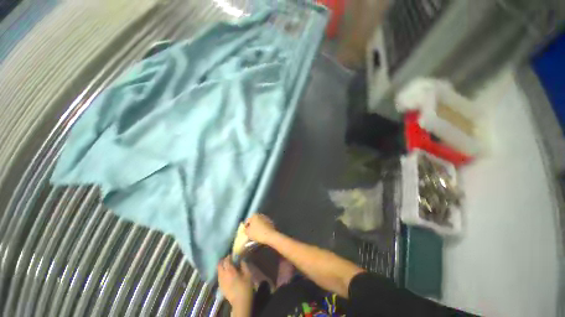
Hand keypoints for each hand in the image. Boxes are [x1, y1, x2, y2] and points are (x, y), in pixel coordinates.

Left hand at [217, 256, 252, 310]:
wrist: (240, 302)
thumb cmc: (245, 287)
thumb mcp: (248, 274)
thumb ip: (244, 265)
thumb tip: (241, 259)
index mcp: (230, 271)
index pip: (226, 260)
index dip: (229, 256)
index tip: (233, 255)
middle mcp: (223, 275)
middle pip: (219, 264)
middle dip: (224, 261)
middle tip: (230, 260)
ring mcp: (221, 281)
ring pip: (218, 270)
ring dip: (222, 267)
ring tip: (228, 266)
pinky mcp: (220, 286)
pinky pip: (219, 276)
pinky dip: (222, 272)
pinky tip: (227, 274)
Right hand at [245, 214, 275, 244]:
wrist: (270, 235)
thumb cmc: (257, 233)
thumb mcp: (248, 233)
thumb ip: (246, 230)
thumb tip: (247, 229)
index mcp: (254, 216)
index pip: (248, 221)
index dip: (246, 226)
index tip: (246, 232)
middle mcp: (260, 215)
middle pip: (254, 221)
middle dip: (252, 226)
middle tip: (251, 232)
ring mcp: (266, 218)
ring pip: (260, 222)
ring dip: (258, 226)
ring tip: (256, 234)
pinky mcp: (271, 222)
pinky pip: (264, 225)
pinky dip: (263, 228)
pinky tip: (262, 233)